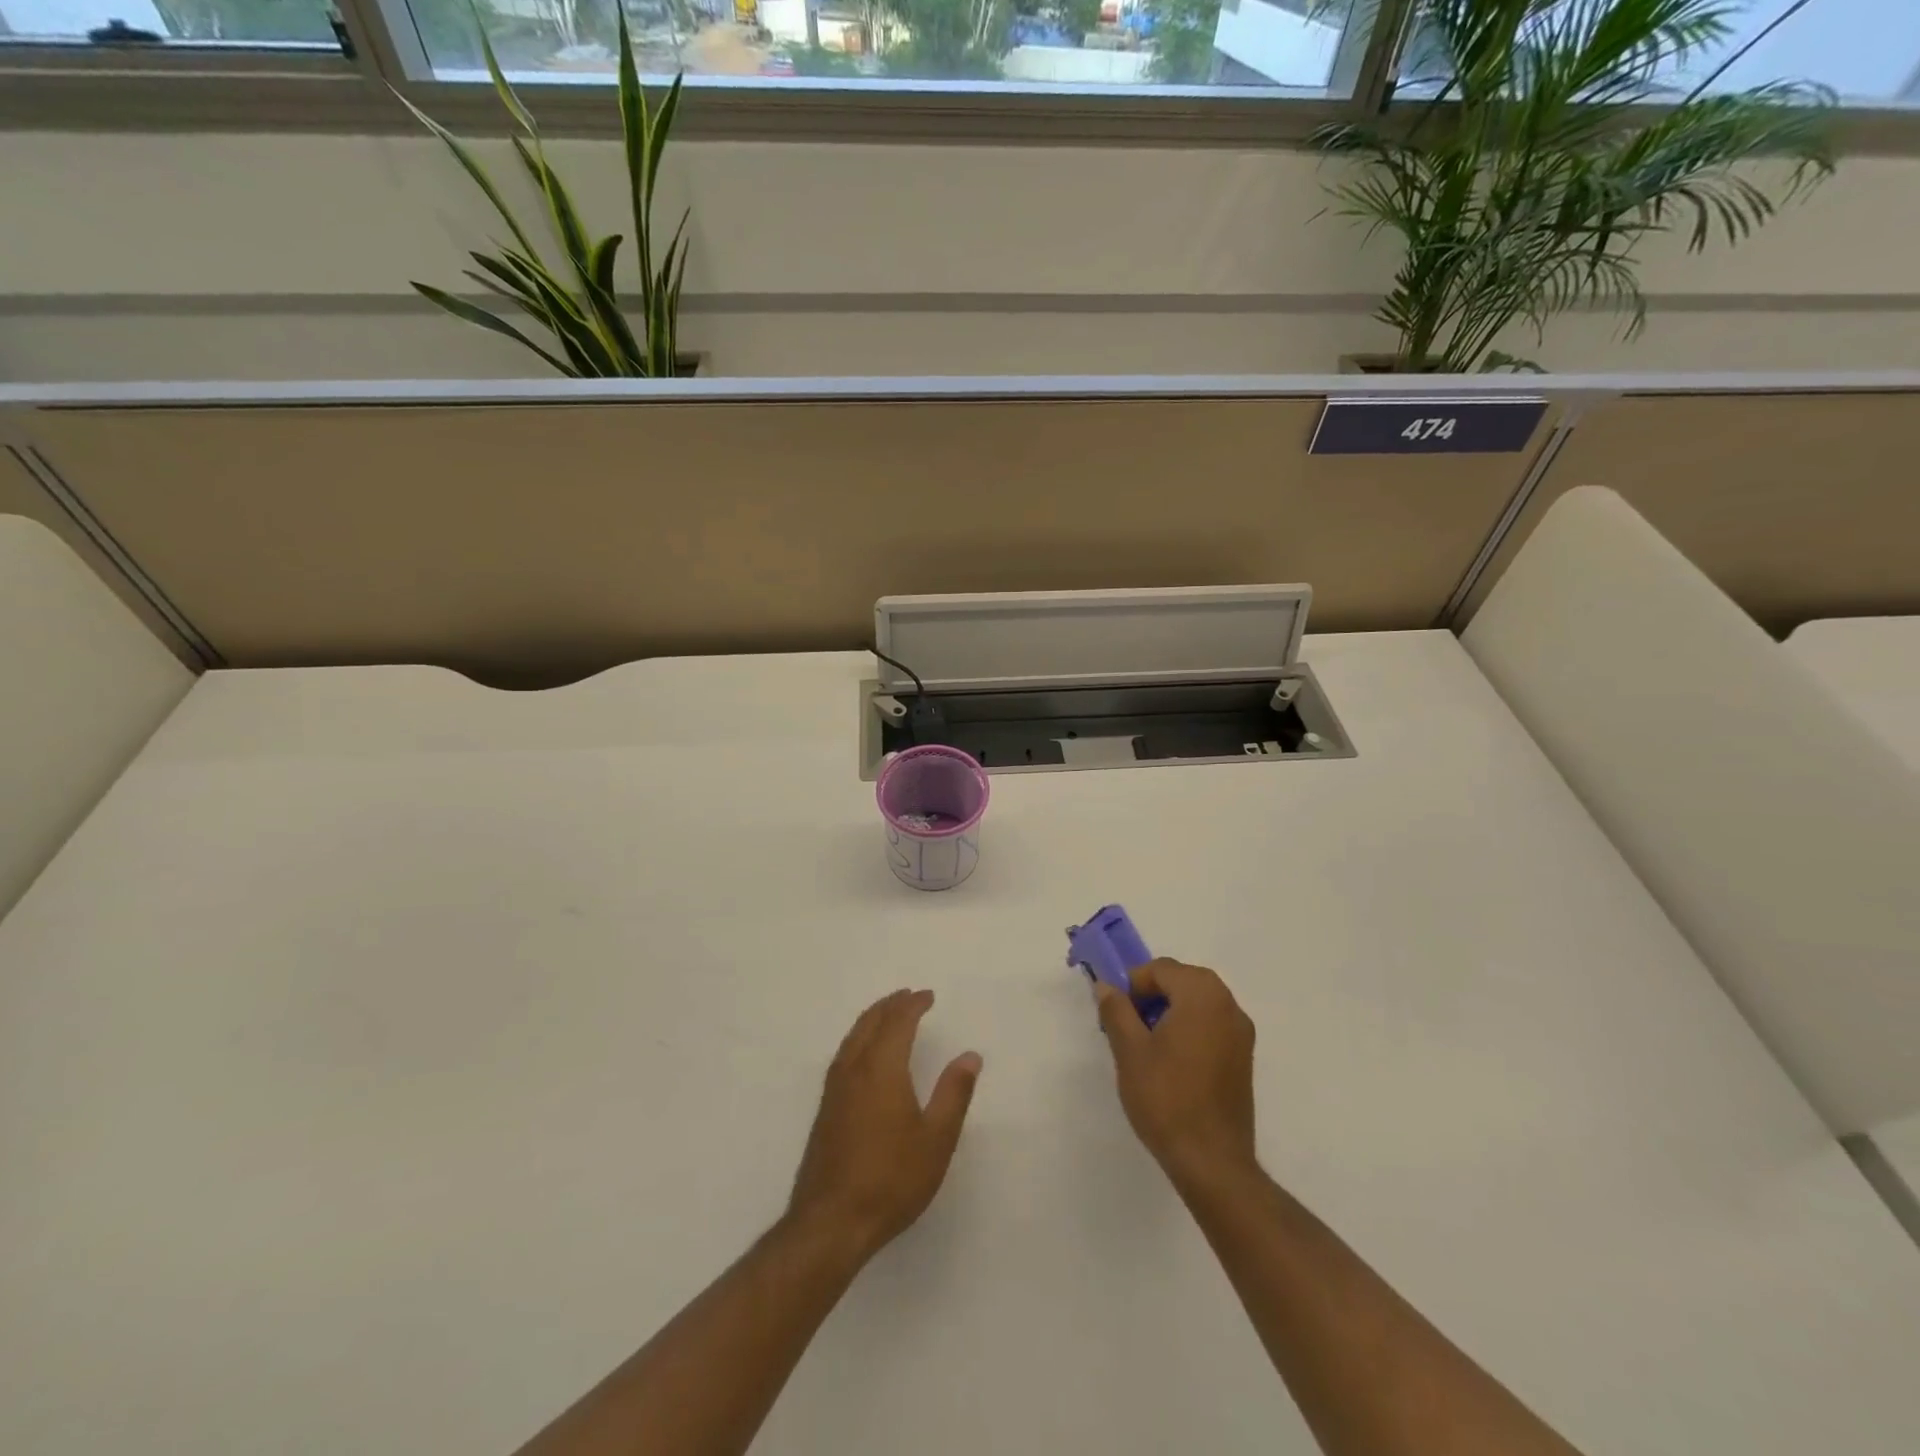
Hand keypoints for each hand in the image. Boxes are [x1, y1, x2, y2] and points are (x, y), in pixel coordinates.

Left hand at [787, 989, 982, 1261]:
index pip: (898, 1022)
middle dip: (890, 1005)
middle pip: (870, 1023)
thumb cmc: (891, 1179)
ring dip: (872, 1019)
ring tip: (888, 1015)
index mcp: (882, 1069)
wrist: (831, 1222)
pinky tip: (863, 1055)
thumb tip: (970, 1056)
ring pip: (853, 1037)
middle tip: (908, 996)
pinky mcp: (825, 1109)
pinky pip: (844, 1054)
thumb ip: (954, 1093)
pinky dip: (859, 1039)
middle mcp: (854, 1069)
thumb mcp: (936, 1139)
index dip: (913, 1005)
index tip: (928, 995)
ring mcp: (834, 1089)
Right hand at [1097, 959, 1257, 1188]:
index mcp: (1202, 995)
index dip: (1134, 984)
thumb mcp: (1129, 1051)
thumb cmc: (1166, 1098)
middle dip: (1152, 995)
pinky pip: (1211, 1024)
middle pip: (1182, 981)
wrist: (1212, 1161)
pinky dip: (1189, 1027)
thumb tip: (1107, 986)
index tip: (1116, 1012)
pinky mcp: (1244, 1057)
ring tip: (1146, 1045)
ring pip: (1198, 1002)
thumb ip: (1116, 1010)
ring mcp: (1241, 1032)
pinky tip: (1171, 1061)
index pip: (1161, 968)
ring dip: (1170, 1010)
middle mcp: (1228, 1005)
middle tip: (1128, 1025)